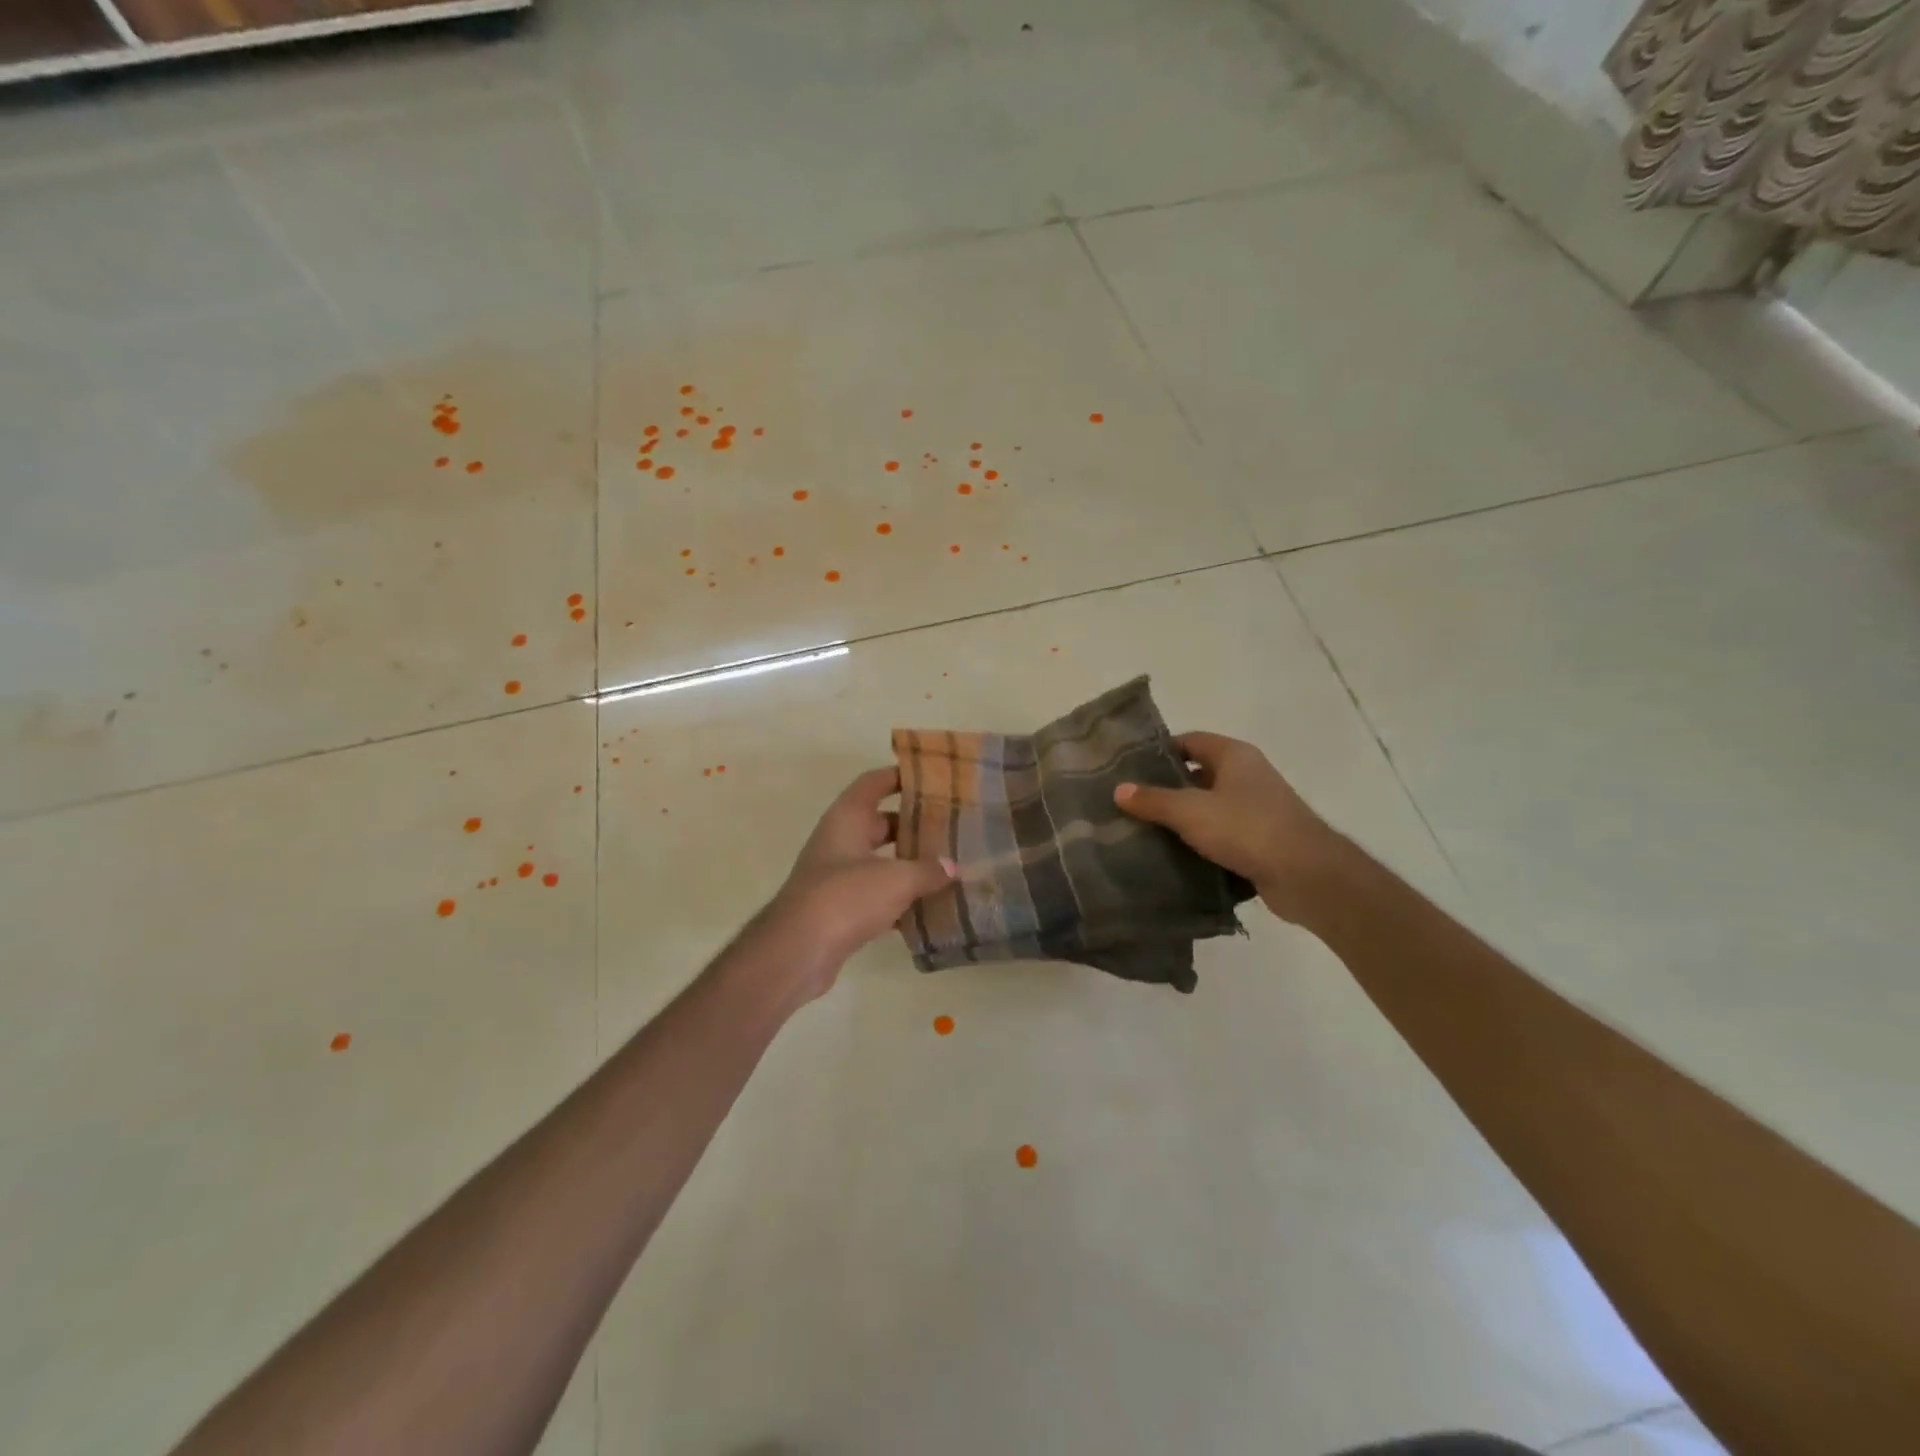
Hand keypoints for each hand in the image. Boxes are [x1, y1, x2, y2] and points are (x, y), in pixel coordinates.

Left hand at [758, 767, 955, 1002]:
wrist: (798, 951)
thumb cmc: (845, 897)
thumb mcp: (896, 879)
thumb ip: (928, 870)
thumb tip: (952, 867)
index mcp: (847, 818)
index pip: (874, 783)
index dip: (900, 776)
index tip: (933, 777)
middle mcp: (839, 840)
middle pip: (880, 822)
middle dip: (913, 824)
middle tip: (950, 825)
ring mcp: (837, 876)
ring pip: (880, 860)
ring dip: (908, 863)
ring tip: (947, 865)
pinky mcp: (839, 909)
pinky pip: (876, 894)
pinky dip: (899, 898)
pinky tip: (928, 907)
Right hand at [1114, 732, 1339, 923]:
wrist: (1306, 875)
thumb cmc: (1246, 828)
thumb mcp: (1191, 811)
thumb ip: (1153, 800)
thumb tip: (1119, 789)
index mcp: (1234, 756)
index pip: (1190, 741)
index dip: (1160, 751)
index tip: (1130, 769)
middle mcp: (1247, 776)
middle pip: (1198, 774)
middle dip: (1167, 788)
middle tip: (1131, 803)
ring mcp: (1257, 809)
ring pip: (1209, 807)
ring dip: (1183, 819)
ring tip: (1144, 831)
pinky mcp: (1260, 841)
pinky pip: (1222, 835)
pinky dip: (1201, 843)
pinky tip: (1174, 856)